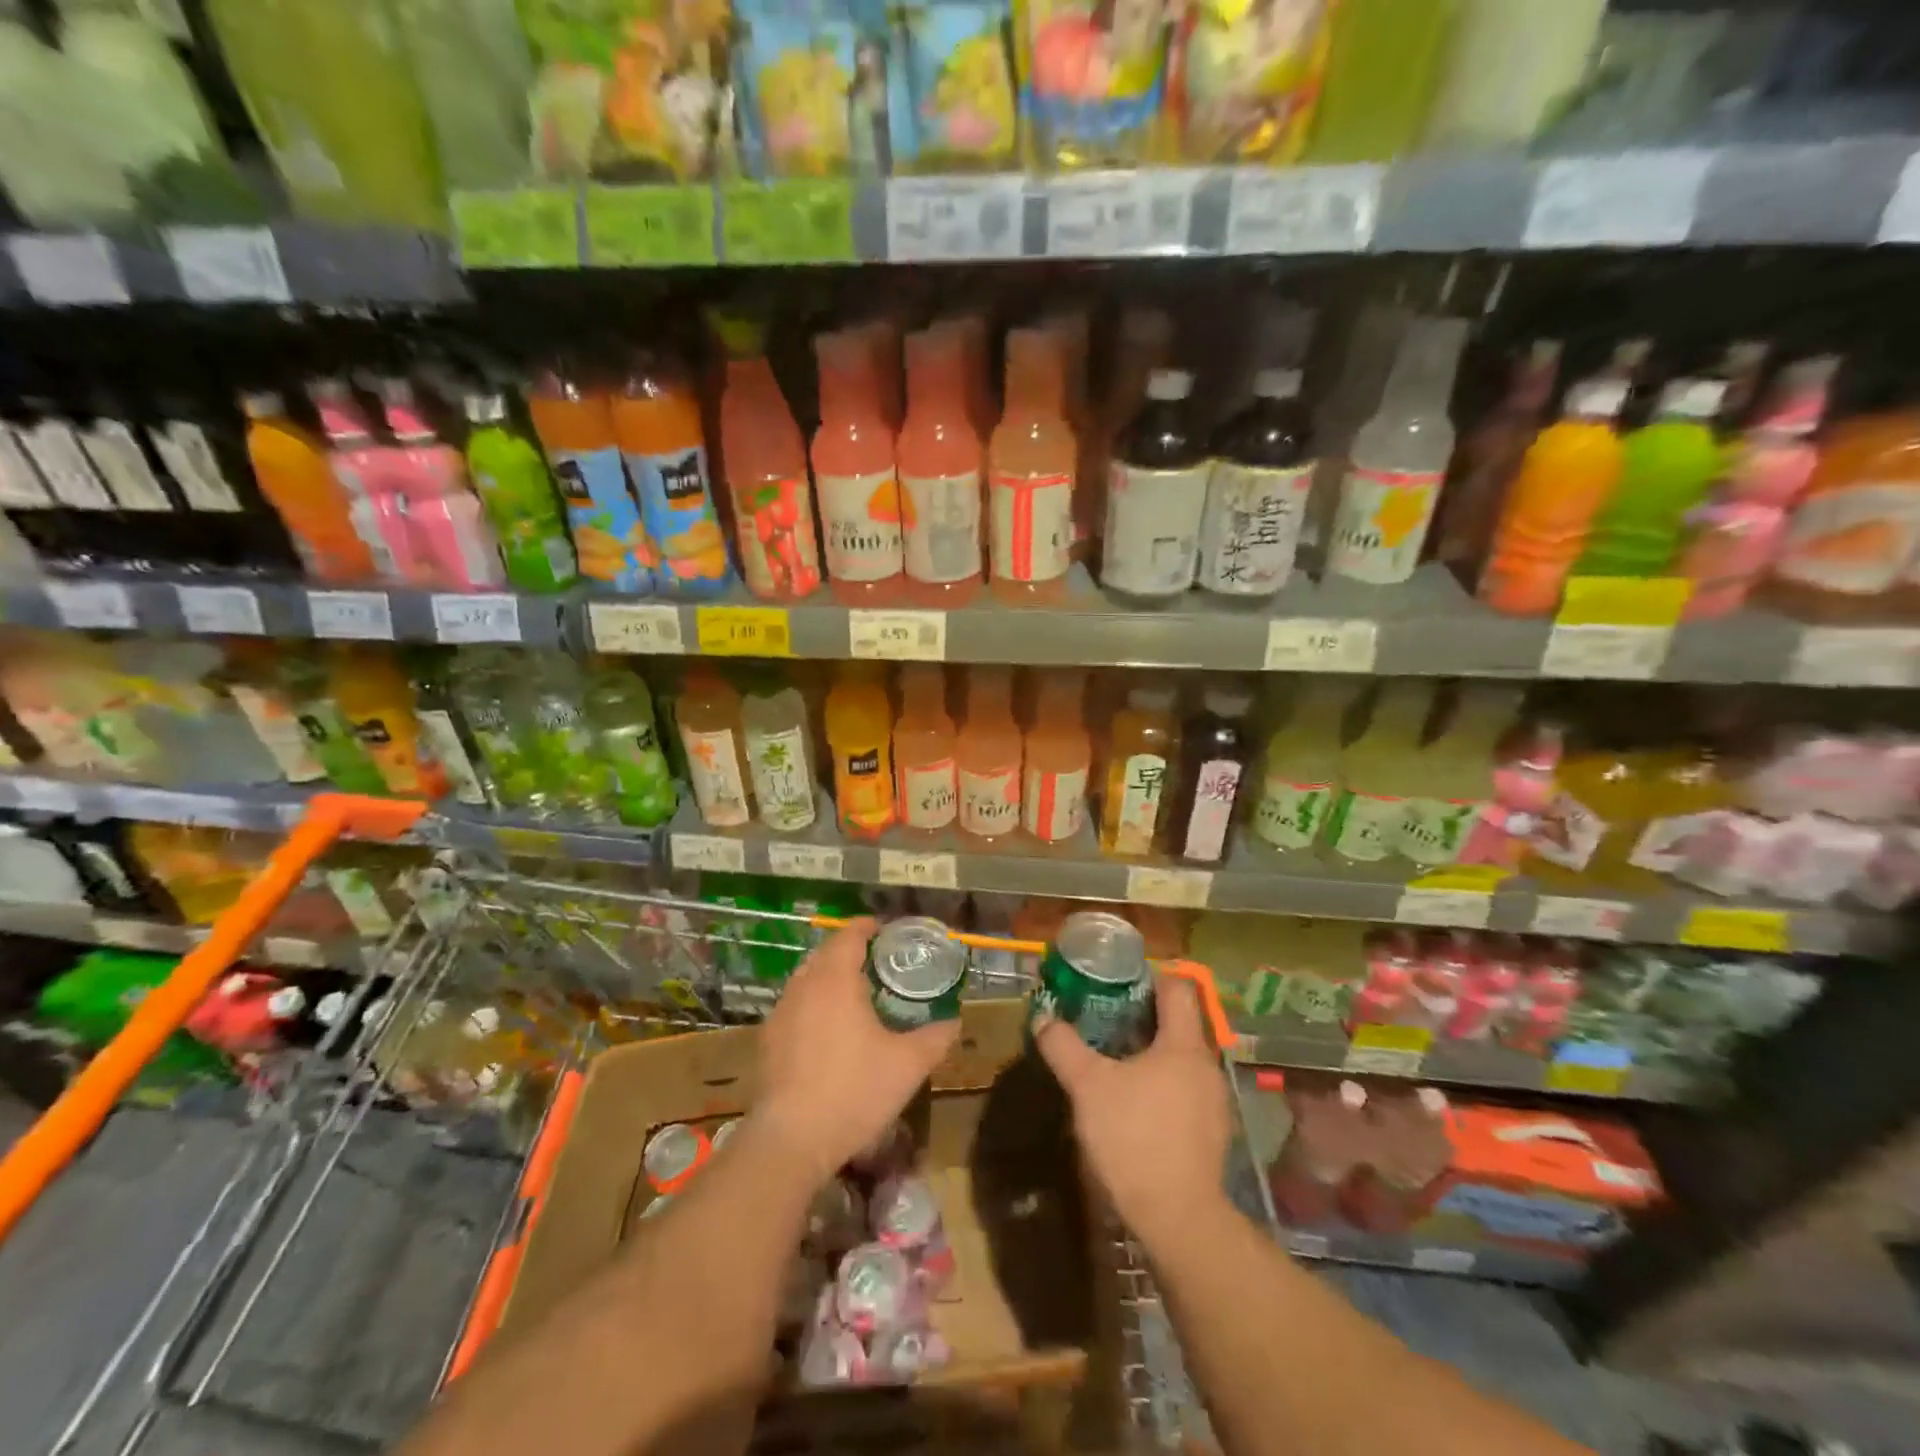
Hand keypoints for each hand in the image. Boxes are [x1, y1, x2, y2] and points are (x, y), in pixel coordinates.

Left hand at [750, 918, 958, 1185]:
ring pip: (807, 978)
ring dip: (830, 977)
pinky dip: (814, 1002)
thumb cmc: (854, 1091)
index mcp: (835, 979)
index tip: (888, 932)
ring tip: (856, 994)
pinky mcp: (768, 1039)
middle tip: (879, 963)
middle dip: (851, 951)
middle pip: (827, 953)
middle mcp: (804, 985)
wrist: (792, 1140)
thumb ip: (936, 1037)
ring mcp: (781, 1012)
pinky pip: (795, 1004)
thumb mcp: (908, 1065)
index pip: (850, 935)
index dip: (869, 927)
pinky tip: (830, 1029)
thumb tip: (954, 1020)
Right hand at [1034, 973, 1230, 1244]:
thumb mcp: (1088, 1086)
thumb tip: (1043, 1018)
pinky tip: (1133, 1103)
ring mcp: (1213, 1102)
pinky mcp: (1211, 1133)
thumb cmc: (1135, 1138)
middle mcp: (1206, 1066)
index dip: (1148, 977)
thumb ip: (1064, 1046)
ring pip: (1180, 1059)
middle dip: (1141, 1017)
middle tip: (1102, 1018)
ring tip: (1112, 1060)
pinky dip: (1160, 1084)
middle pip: (1178, 1023)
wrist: (1178, 1219)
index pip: (1177, 988)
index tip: (1115, 980)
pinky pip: (1184, 1089)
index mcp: (1184, 1044)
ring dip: (1149, 1053)